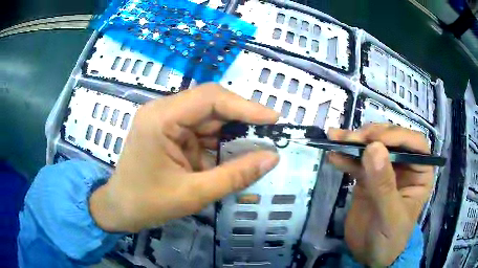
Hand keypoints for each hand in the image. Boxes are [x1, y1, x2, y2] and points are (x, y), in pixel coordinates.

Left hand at [89, 84, 279, 231]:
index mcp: (161, 118)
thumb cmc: (148, 203)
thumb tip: (272, 157)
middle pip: (210, 104)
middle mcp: (162, 111)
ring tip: (257, 146)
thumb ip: (235, 175)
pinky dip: (219, 142)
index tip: (273, 119)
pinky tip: (233, 154)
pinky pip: (200, 131)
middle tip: (269, 133)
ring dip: (231, 132)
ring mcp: (165, 121)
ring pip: (208, 118)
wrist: (120, 209)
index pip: (210, 98)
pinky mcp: (169, 133)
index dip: (245, 106)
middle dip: (241, 118)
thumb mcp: (194, 193)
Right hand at [327, 124, 433, 265]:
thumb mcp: (390, 216)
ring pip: (373, 147)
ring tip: (335, 137)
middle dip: (372, 136)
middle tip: (351, 139)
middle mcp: (405, 166)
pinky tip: (333, 155)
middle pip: (392, 140)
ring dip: (354, 142)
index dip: (397, 136)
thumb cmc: (390, 239)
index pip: (415, 144)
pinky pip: (358, 163)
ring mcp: (385, 171)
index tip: (374, 139)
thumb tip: (373, 148)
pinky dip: (345, 158)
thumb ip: (384, 185)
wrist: (369, 256)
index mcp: (420, 173)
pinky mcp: (368, 178)